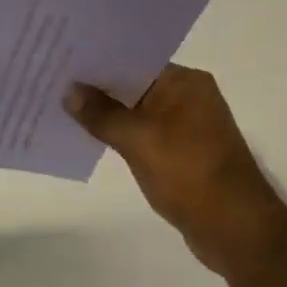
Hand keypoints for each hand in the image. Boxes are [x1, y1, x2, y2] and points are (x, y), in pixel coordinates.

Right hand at [65, 66, 286, 280]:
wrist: (235, 229)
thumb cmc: (189, 174)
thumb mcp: (140, 141)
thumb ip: (103, 114)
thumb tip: (70, 90)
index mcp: (185, 82)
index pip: (134, 60)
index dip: (98, 60)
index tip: (61, 57)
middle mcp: (188, 97)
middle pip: (134, 84)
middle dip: (97, 87)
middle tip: (52, 80)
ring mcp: (186, 126)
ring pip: (137, 111)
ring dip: (106, 113)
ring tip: (61, 107)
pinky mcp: (181, 152)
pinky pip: (143, 134)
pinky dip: (120, 135)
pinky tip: (88, 137)